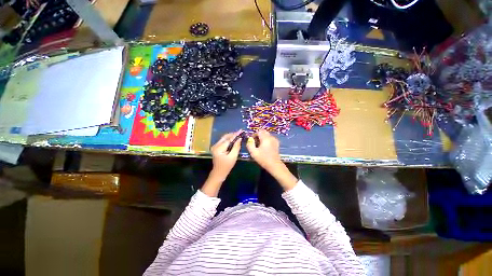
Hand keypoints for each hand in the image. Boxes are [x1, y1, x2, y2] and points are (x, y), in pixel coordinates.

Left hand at [210, 130, 242, 180]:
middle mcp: (215, 145)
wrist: (219, 172)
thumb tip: (239, 139)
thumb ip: (236, 147)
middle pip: (225, 137)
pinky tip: (234, 139)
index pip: (228, 139)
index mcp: (219, 148)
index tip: (241, 131)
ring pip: (224, 138)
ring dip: (231, 136)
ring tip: (238, 134)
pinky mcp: (216, 147)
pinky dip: (229, 139)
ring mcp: (215, 146)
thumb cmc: (226, 166)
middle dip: (233, 134)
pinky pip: (223, 141)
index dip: (235, 135)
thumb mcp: (233, 157)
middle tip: (240, 132)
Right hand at [246, 130, 281, 171]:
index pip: (259, 131)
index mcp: (265, 138)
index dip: (254, 134)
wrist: (274, 165)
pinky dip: (267, 140)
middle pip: (264, 132)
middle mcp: (271, 137)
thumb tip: (249, 139)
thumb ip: (250, 144)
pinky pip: (270, 138)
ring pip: (267, 135)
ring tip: (259, 145)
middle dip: (259, 135)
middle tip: (255, 142)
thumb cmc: (263, 159)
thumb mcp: (254, 152)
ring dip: (263, 137)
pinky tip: (265, 147)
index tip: (252, 139)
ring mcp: (275, 140)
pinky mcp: (276, 144)